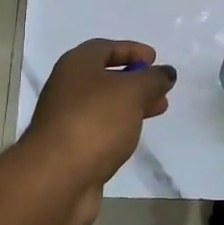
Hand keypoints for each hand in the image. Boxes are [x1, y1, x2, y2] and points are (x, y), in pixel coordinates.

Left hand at [21, 39, 175, 224]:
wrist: (57, 176)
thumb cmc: (95, 121)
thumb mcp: (132, 92)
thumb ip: (152, 79)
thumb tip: (166, 72)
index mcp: (76, 65)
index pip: (104, 47)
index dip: (131, 49)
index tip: (154, 59)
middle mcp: (67, 88)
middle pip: (105, 77)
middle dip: (135, 80)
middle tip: (161, 87)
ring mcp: (67, 119)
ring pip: (104, 105)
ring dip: (131, 105)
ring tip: (158, 110)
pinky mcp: (71, 148)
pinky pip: (100, 129)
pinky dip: (119, 127)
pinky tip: (134, 135)